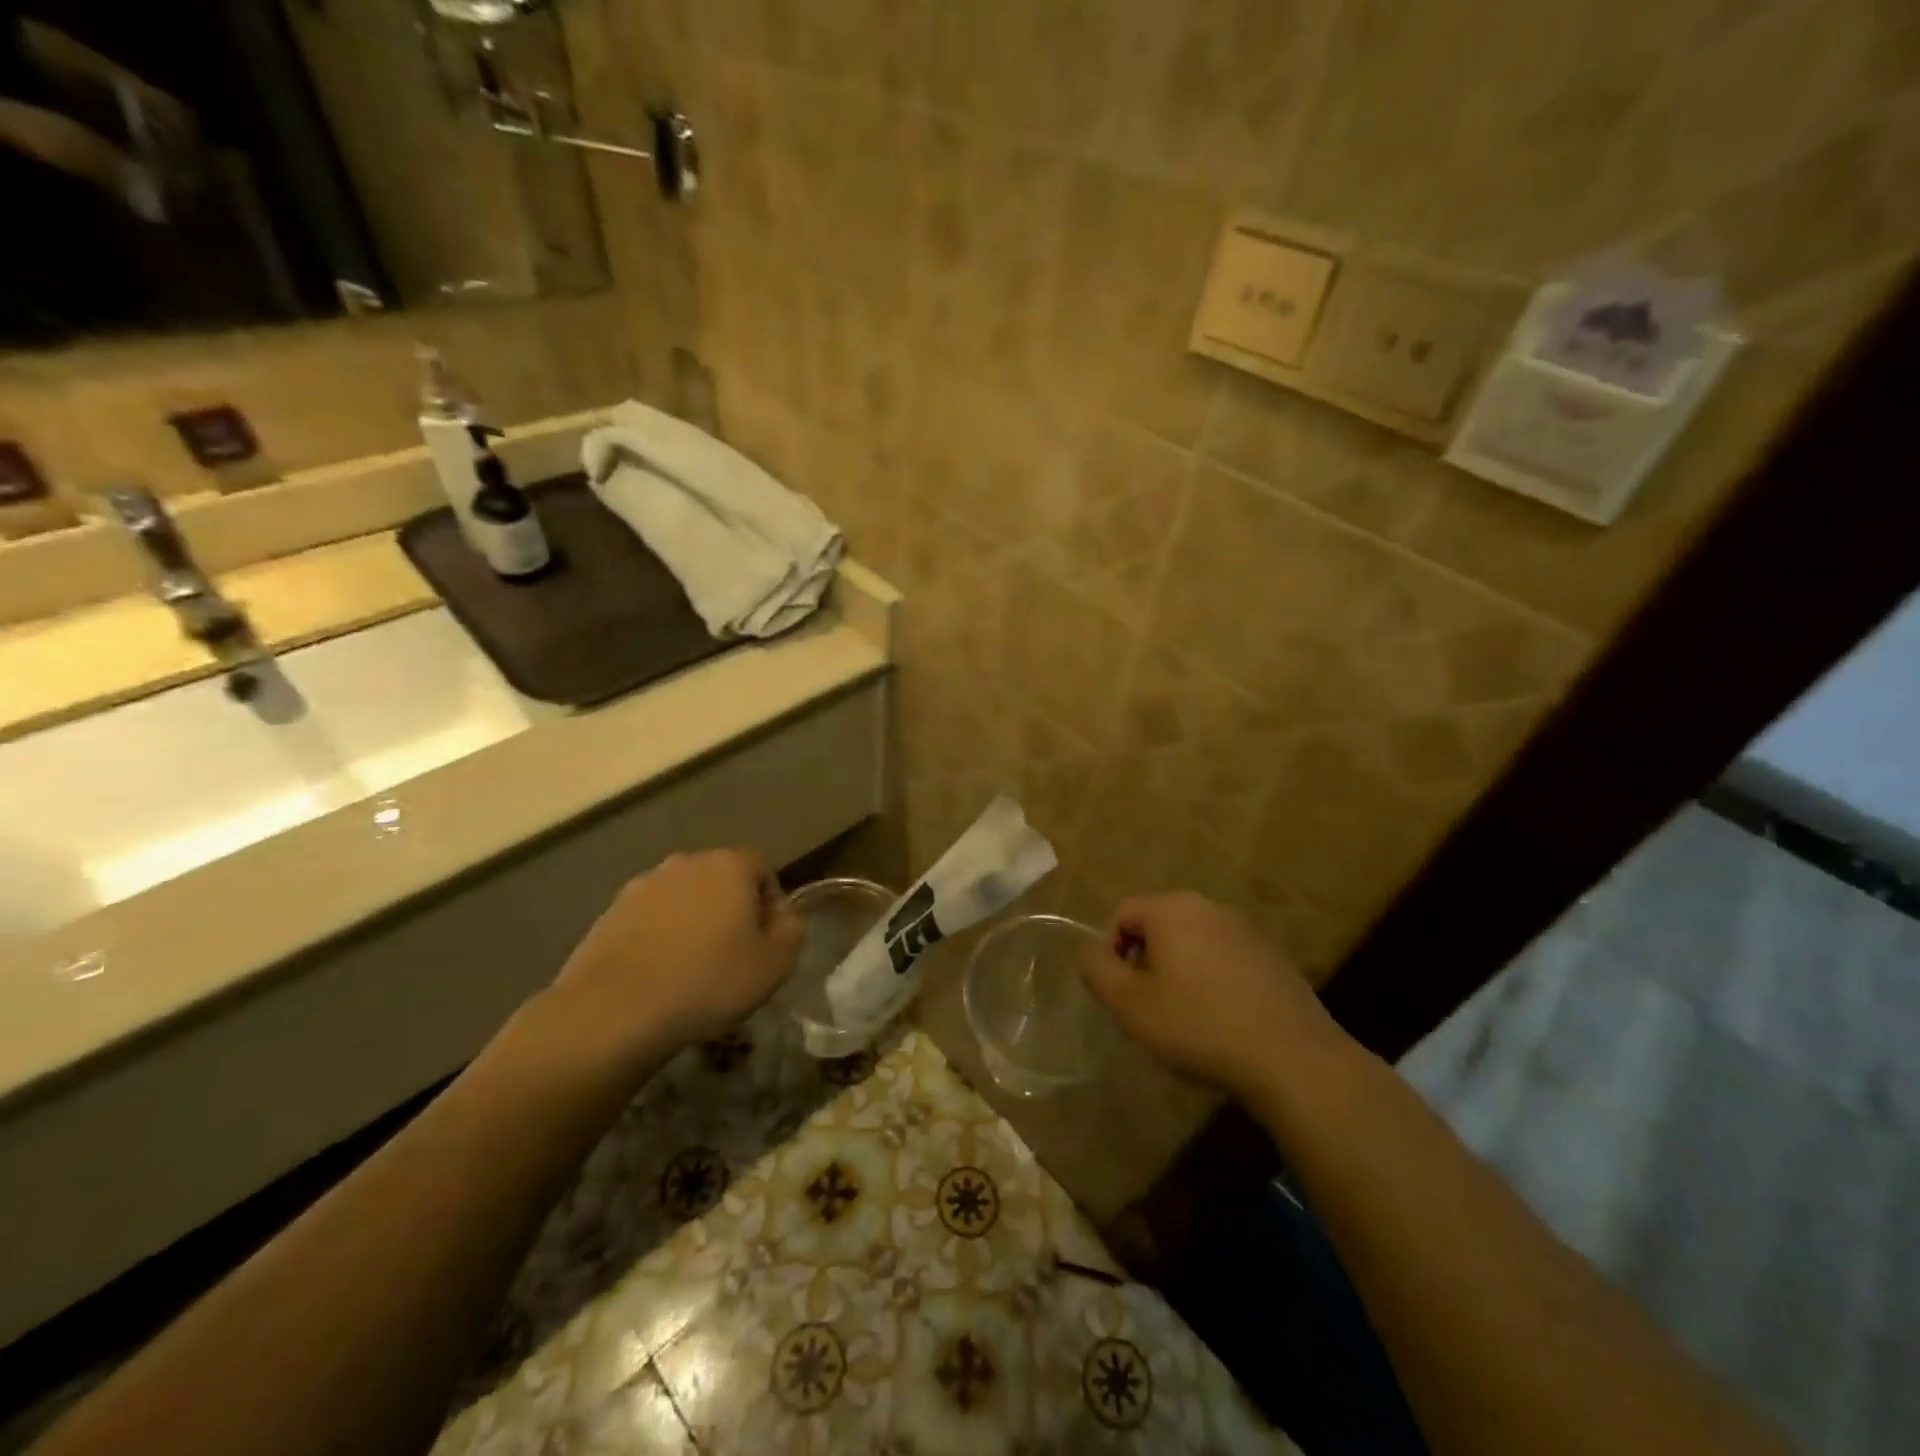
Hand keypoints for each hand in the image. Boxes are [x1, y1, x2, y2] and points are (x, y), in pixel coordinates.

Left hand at [547, 850, 802, 1064]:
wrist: (614, 1011)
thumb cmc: (708, 981)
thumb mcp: (774, 964)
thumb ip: (792, 930)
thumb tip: (786, 916)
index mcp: (729, 865)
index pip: (762, 868)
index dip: (770, 903)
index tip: (766, 941)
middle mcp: (685, 863)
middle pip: (720, 879)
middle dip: (730, 909)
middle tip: (732, 955)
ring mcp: (642, 886)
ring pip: (683, 899)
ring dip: (692, 923)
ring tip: (692, 969)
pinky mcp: (609, 913)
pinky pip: (650, 919)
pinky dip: (659, 938)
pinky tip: (658, 976)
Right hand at [1079, 891, 1347, 1104]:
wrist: (1292, 1059)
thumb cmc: (1199, 1026)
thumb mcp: (1130, 1005)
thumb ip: (1098, 971)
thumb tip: (1091, 952)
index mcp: (1172, 909)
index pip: (1123, 913)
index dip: (1108, 950)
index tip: (1116, 992)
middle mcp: (1210, 907)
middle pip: (1159, 924)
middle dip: (1144, 960)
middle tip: (1145, 1005)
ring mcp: (1248, 930)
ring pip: (1194, 942)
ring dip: (1179, 971)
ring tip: (1183, 1016)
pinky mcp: (1274, 957)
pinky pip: (1226, 959)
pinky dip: (1213, 980)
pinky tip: (1221, 1020)